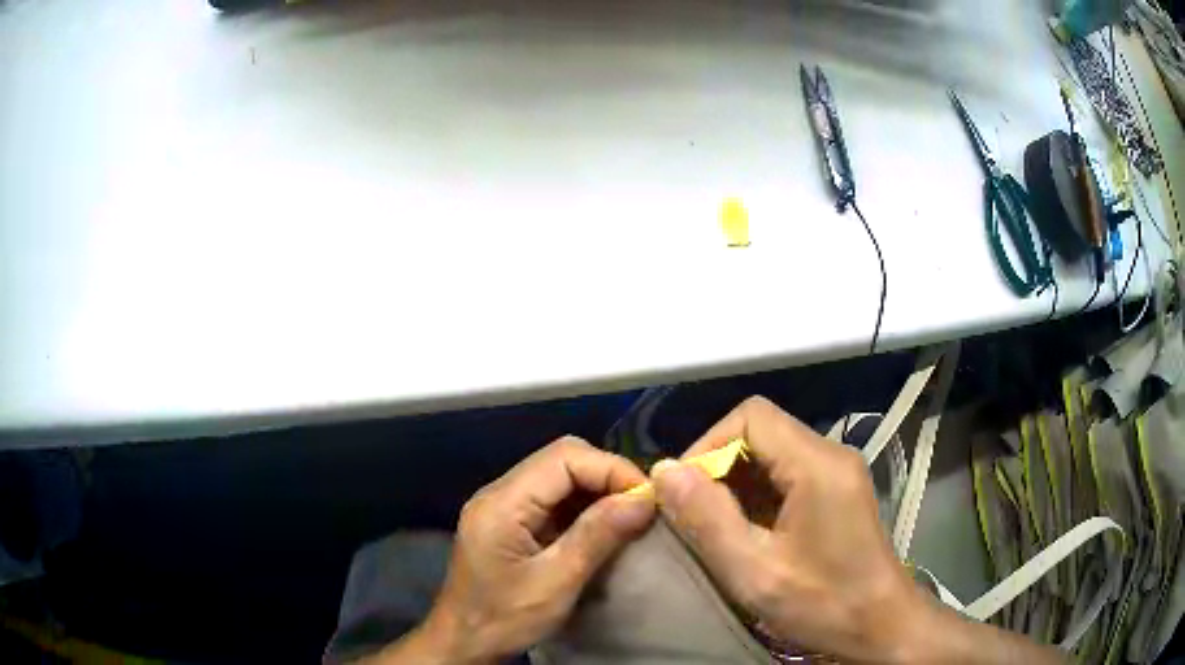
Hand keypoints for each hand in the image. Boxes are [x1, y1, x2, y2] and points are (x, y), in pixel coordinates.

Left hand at [377, 436, 654, 664]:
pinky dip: (582, 507)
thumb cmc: (504, 619)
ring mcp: (502, 506)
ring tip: (630, 515)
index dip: (611, 469)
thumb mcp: (556, 583)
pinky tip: (602, 527)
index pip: (564, 457)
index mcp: (502, 503)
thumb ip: (597, 535)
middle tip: (641, 506)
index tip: (648, 498)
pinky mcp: (509, 522)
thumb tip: (644, 497)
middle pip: (561, 459)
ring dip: (597, 491)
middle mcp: (498, 493)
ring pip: (559, 477)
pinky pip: (552, 499)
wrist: (463, 644)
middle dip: (606, 476)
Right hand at [651, 397, 1060, 664]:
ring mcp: (838, 478)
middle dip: (721, 467)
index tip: (690, 492)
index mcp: (817, 465)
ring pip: (772, 458)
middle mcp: (832, 458)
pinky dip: (757, 502)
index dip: (712, 444)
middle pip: (761, 433)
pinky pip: (784, 481)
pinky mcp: (839, 499)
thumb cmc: (828, 609)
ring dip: (739, 488)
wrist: (886, 633)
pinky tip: (751, 540)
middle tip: (700, 518)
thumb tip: (667, 471)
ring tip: (721, 535)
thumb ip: (711, 518)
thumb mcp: (758, 572)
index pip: (750, 416)